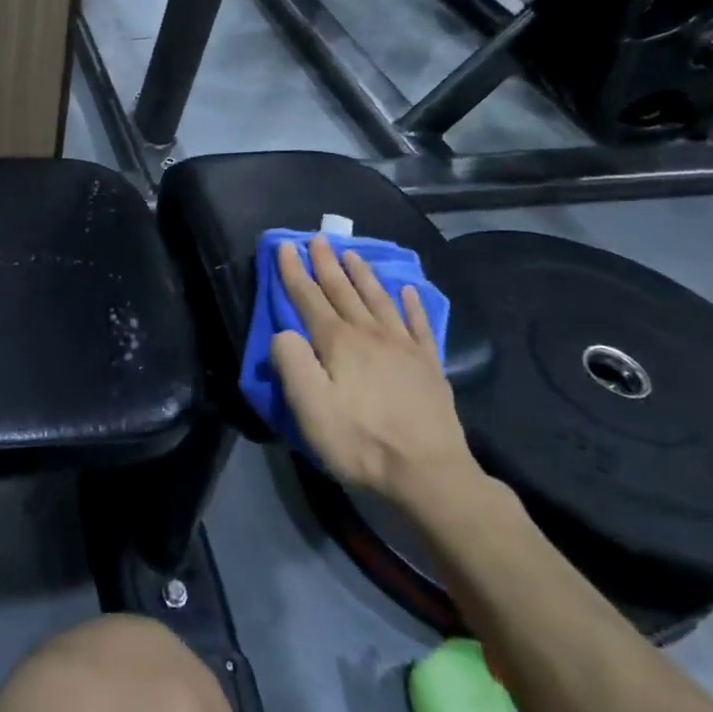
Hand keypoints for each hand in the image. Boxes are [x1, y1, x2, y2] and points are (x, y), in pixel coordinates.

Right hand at [271, 237, 482, 513]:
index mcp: (337, 342)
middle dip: (326, 264)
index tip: (284, 246)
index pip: (308, 298)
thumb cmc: (359, 441)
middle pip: (342, 291)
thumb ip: (291, 362)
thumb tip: (283, 332)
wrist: (429, 473)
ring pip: (378, 299)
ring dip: (362, 275)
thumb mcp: (309, 406)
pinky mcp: (429, 366)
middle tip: (317, 238)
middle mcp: (369, 334)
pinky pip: (418, 324)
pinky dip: (411, 304)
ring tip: (352, 254)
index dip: (293, 272)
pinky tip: (407, 291)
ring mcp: (403, 348)